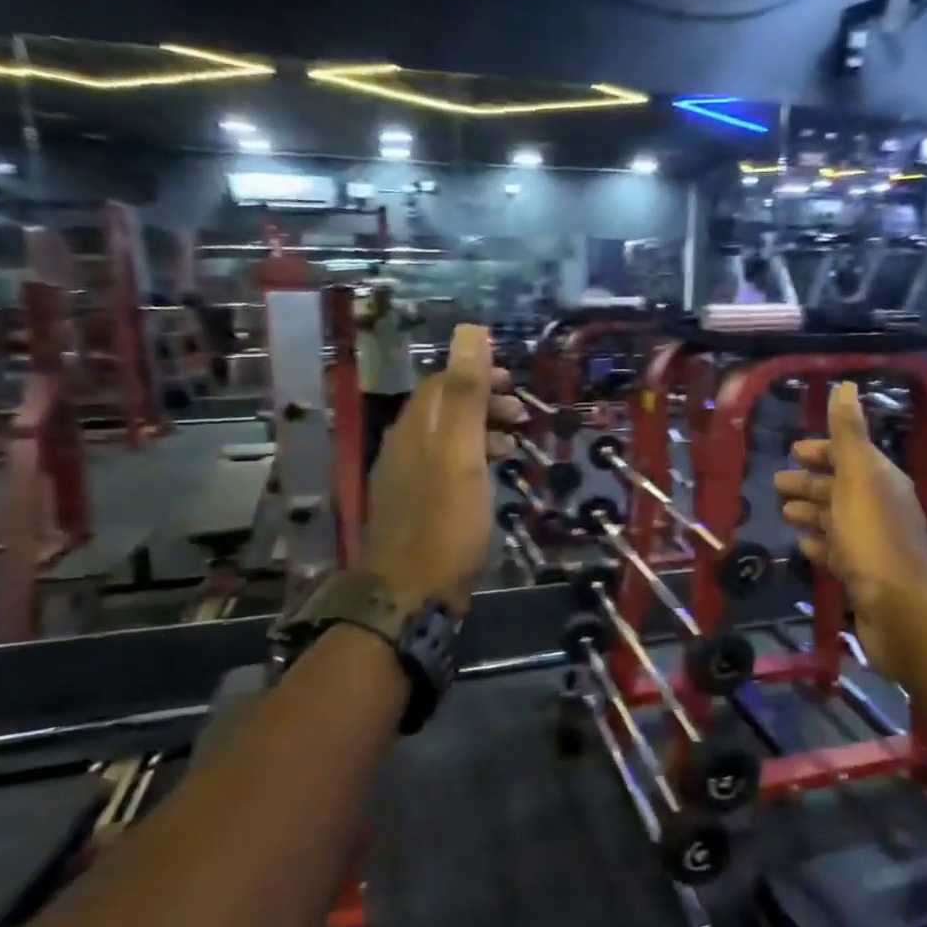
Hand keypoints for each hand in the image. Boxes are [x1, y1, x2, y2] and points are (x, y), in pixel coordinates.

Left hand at [361, 325, 521, 611]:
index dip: (476, 375)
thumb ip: (467, 393)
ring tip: (515, 446)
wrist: (411, 595)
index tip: (514, 382)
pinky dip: (472, 463)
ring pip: (446, 443)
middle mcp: (404, 449)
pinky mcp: (416, 511)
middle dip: (483, 404)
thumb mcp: (461, 452)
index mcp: (414, 430)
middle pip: (444, 412)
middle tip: (522, 415)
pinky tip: (490, 481)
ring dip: (481, 435)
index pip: (441, 384)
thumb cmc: (444, 522)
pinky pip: (446, 471)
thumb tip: (470, 331)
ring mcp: (406, 482)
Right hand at [774, 382, 926, 685]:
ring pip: (836, 520)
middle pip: (841, 488)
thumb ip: (849, 434)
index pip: (850, 455)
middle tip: (776, 483)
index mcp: (882, 481)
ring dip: (810, 512)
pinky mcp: (864, 575)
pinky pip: (837, 552)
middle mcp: (881, 508)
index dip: (822, 450)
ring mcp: (873, 544)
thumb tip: (846, 385)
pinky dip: (819, 544)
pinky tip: (802, 545)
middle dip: (810, 482)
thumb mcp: (858, 478)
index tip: (793, 449)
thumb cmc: (873, 538)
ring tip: (782, 512)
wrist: (899, 610)